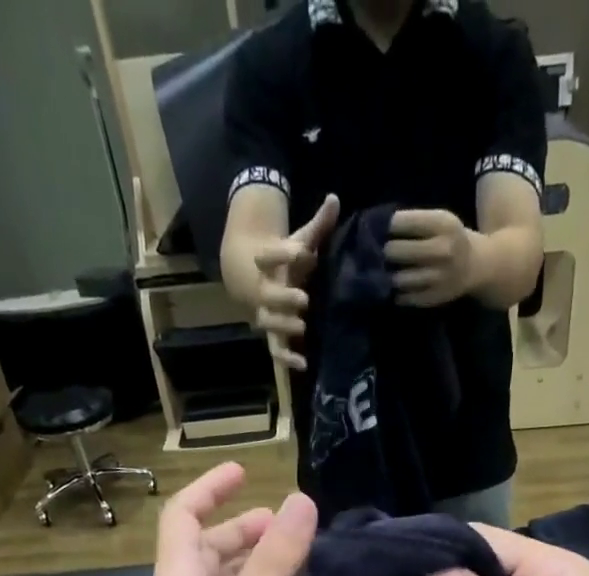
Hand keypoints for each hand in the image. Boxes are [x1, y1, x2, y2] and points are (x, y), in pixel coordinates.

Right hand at [252, 194, 339, 370]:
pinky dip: (286, 358)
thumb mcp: (299, 240)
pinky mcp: (273, 334)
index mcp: (269, 263)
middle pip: (269, 295)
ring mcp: (267, 314)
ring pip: (269, 322)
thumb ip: (318, 225)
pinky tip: (303, 364)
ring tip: (302, 328)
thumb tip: (335, 199)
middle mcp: (265, 290)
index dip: (283, 254)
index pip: (270, 256)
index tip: (301, 253)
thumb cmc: (285, 259)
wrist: (253, 277)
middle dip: (284, 298)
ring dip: (283, 326)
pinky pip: (276, 349)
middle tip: (304, 300)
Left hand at [385, 209, 479, 307]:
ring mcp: (439, 277)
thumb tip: (378, 231)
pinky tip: (400, 288)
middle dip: (386, 251)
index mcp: (443, 224)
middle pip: (395, 251)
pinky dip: (399, 293)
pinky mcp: (435, 297)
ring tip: (391, 271)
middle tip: (385, 253)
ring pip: (398, 278)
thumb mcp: (440, 220)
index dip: (386, 227)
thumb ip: (414, 223)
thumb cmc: (451, 239)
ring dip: (390, 275)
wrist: (477, 266)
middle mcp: (442, 250)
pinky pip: (406, 298)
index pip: (399, 223)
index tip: (382, 230)